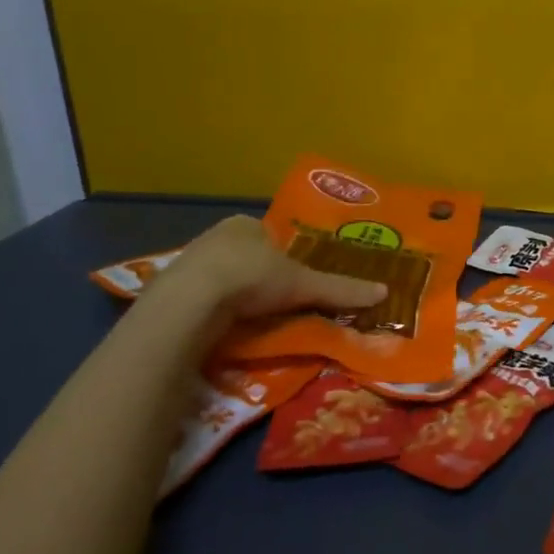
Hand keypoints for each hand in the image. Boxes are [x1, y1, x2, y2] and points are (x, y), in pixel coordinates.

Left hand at [150, 216, 385, 343]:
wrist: (189, 304)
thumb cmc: (251, 277)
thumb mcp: (304, 284)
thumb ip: (341, 289)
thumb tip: (384, 292)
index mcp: (245, 224)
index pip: (270, 236)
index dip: (284, 255)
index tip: (295, 278)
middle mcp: (214, 237)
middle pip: (245, 257)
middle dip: (259, 277)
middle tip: (276, 301)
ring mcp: (188, 264)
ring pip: (220, 279)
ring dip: (234, 296)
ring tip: (252, 319)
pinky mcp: (169, 294)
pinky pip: (200, 301)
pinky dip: (213, 314)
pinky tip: (224, 329)